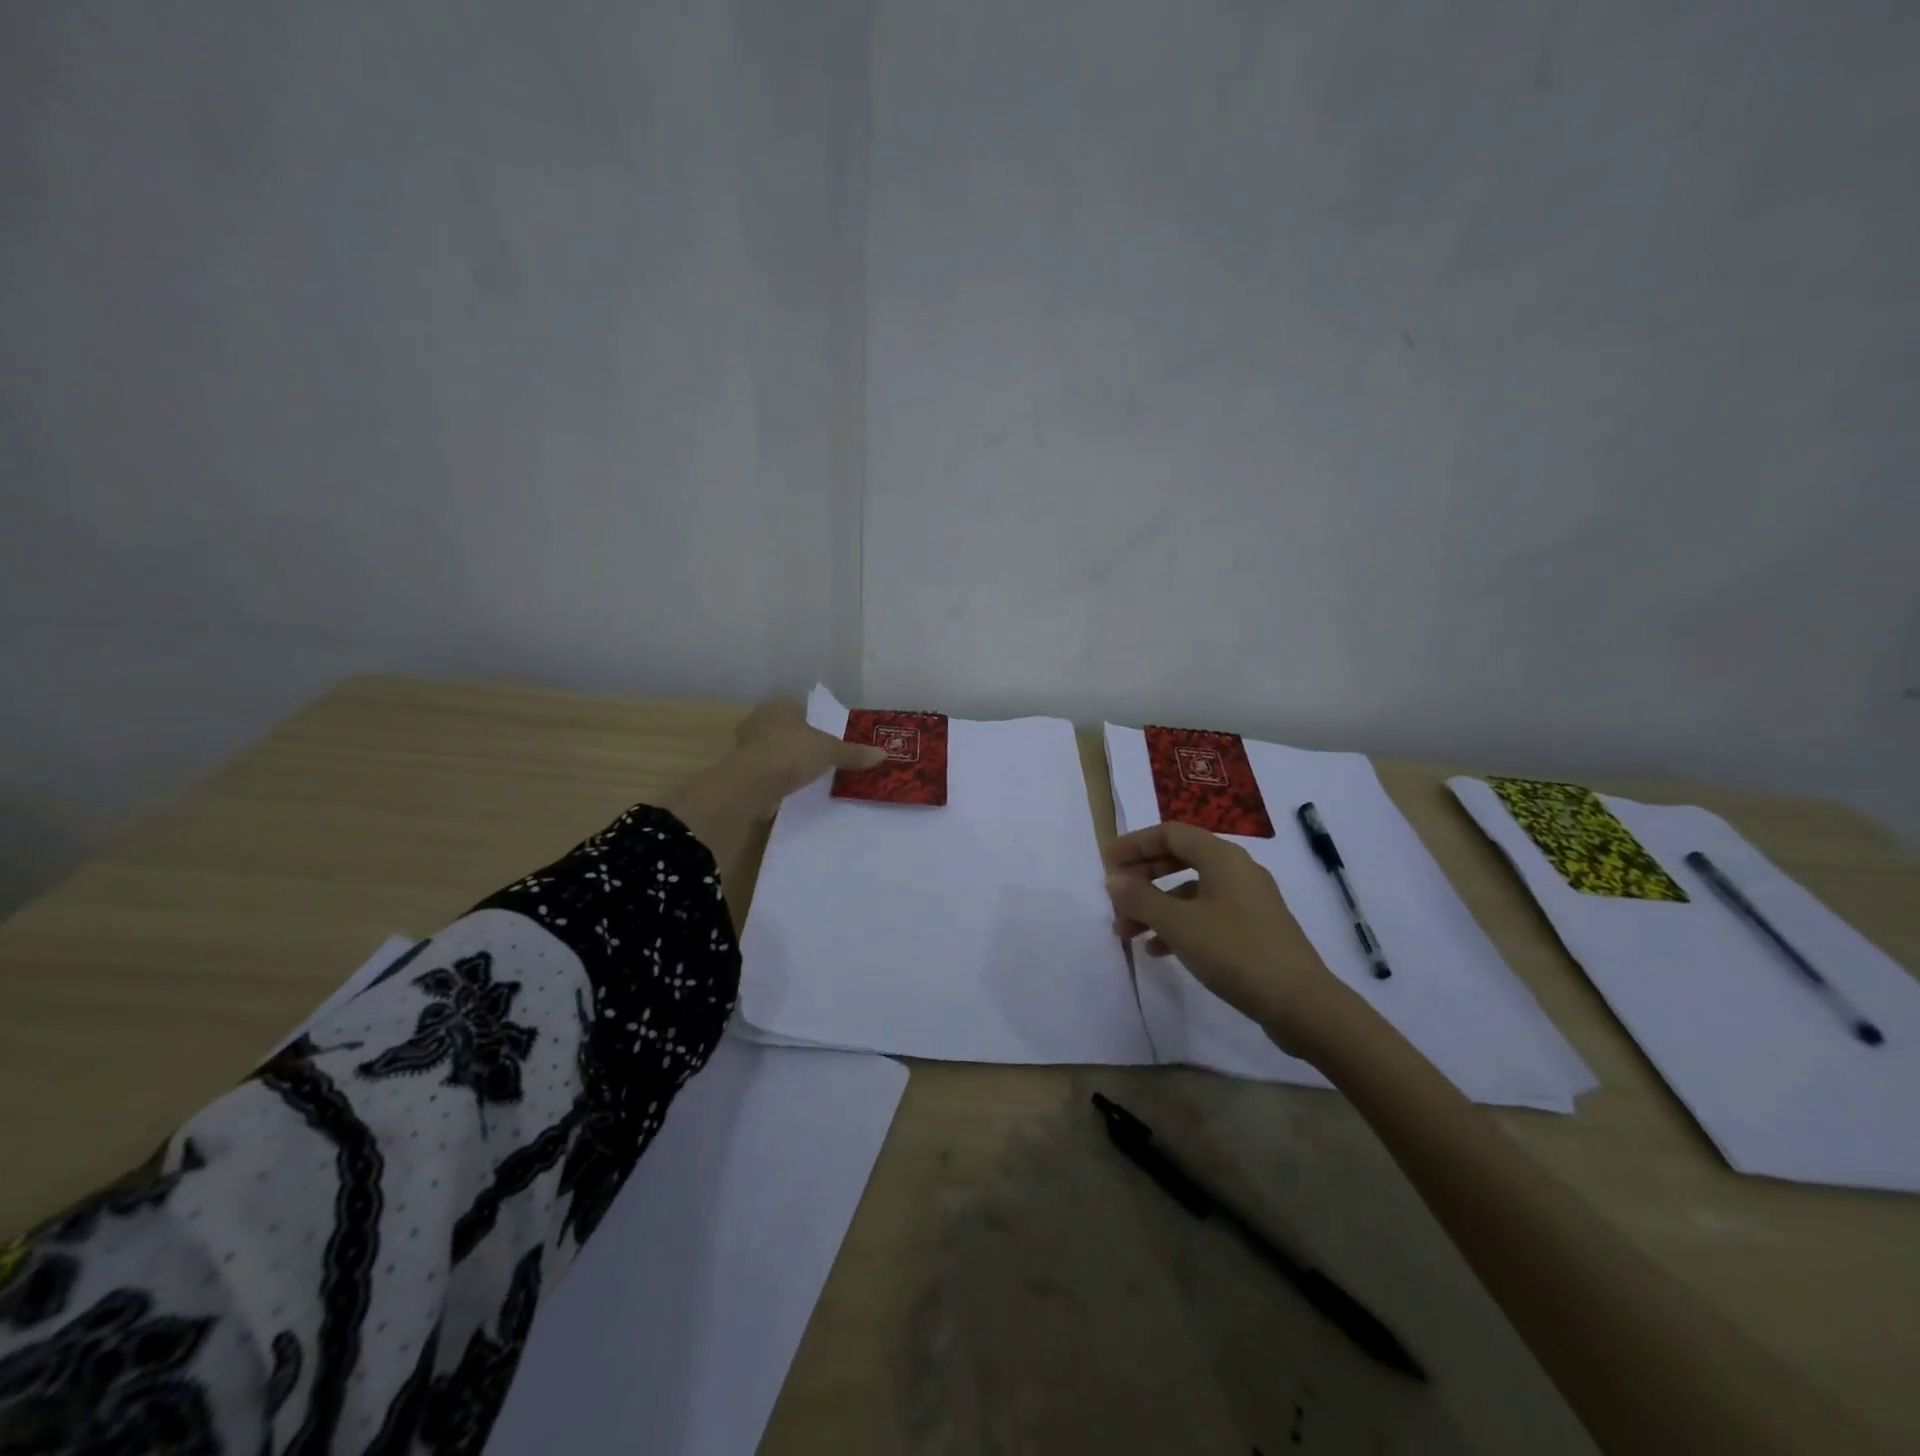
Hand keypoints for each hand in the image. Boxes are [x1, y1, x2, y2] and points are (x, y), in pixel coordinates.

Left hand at [728, 701, 884, 817]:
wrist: (754, 783)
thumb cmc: (793, 753)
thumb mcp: (830, 752)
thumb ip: (853, 753)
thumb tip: (883, 753)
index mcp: (780, 707)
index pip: (797, 709)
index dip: (810, 722)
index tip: (822, 738)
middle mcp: (759, 720)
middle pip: (783, 728)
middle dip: (796, 740)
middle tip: (814, 756)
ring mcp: (745, 745)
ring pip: (770, 748)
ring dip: (782, 758)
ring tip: (802, 774)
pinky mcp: (740, 769)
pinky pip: (762, 769)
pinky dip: (773, 776)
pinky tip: (786, 787)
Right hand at [1103, 821, 1357, 1059]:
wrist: (1302, 1004)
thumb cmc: (1235, 952)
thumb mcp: (1178, 924)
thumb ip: (1141, 898)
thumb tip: (1114, 879)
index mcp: (1222, 857)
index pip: (1169, 833)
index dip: (1134, 844)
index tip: (1106, 862)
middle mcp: (1237, 870)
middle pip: (1180, 858)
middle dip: (1143, 876)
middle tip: (1115, 896)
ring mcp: (1248, 900)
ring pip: (1191, 890)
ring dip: (1156, 906)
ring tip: (1128, 932)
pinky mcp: (1254, 928)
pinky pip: (1206, 913)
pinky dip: (1179, 924)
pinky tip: (1160, 950)